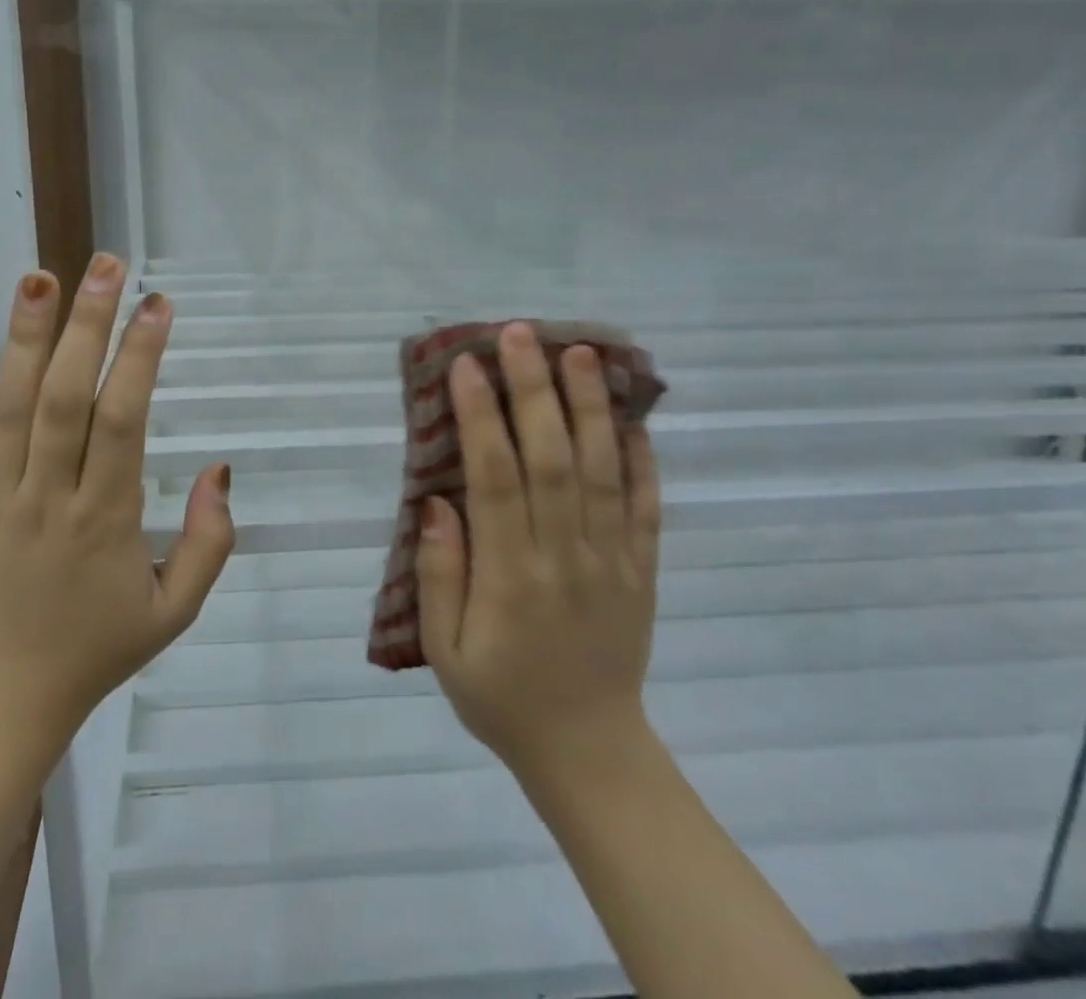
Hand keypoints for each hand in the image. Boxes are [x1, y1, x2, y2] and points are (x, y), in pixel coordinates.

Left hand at [0, 254, 233, 757]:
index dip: (141, 357)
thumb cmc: (98, 649)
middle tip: (105, 265)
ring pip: (8, 411)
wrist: (5, 705)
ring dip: (24, 341)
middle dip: (88, 327)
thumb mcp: (175, 610)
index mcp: (105, 520)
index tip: (159, 304)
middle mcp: (47, 500)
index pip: (123, 420)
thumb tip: (221, 469)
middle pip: (65, 399)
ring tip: (38, 279)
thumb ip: (209, 542)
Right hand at [416, 322, 661, 786]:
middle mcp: (566, 556)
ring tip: (581, 352)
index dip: (482, 418)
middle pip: (553, 459)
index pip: (496, 480)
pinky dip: (642, 457)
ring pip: (603, 470)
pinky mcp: (643, 569)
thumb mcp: (445, 652)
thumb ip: (439, 576)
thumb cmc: (501, 696)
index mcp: (512, 577)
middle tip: (520, 334)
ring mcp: (613, 560)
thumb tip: (438, 502)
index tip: (466, 367)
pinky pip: (647, 506)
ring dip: (590, 407)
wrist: (589, 751)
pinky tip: (632, 414)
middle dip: (534, 390)